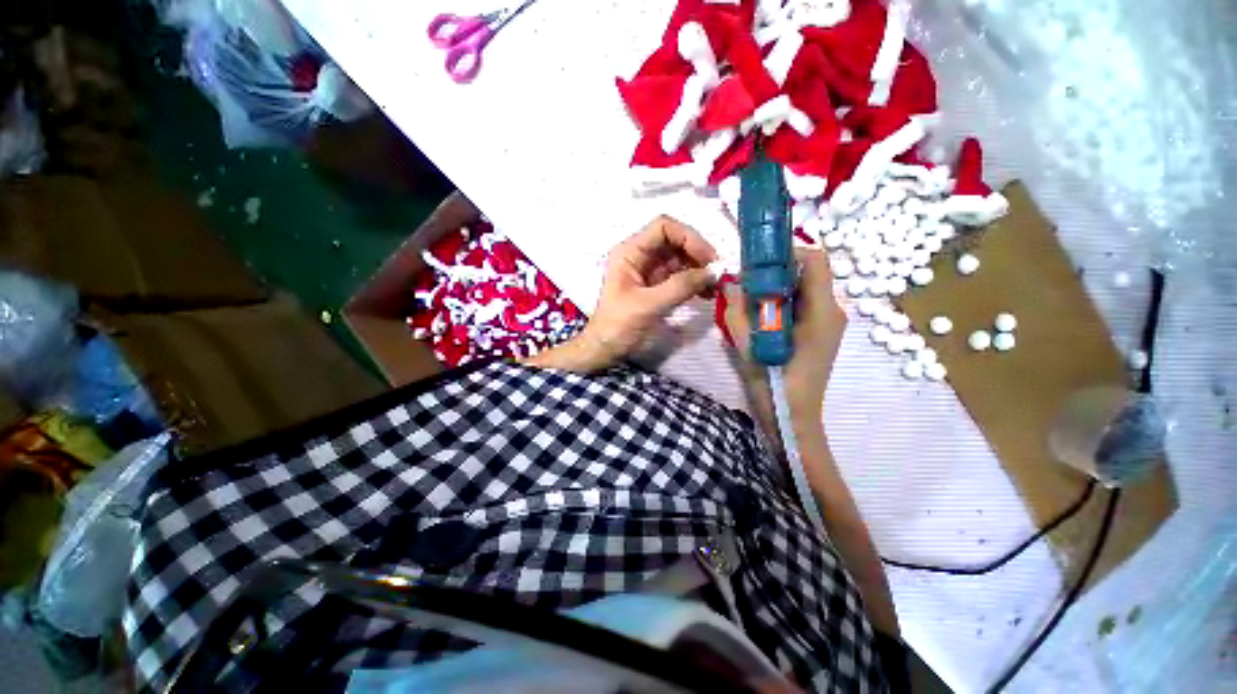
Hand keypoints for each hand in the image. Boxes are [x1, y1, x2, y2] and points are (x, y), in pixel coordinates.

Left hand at [526, 216, 717, 372]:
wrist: (605, 349)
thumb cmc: (619, 325)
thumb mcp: (649, 305)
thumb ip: (681, 286)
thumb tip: (715, 272)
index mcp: (630, 252)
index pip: (664, 227)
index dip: (688, 238)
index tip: (708, 259)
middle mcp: (640, 256)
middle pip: (676, 242)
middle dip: (698, 255)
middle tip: (718, 274)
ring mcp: (649, 272)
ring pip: (681, 260)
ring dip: (700, 270)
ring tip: (716, 287)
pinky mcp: (657, 288)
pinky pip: (681, 277)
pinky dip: (695, 283)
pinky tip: (707, 294)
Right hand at [724, 249, 845, 428]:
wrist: (793, 418)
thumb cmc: (774, 384)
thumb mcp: (748, 345)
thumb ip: (737, 310)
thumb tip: (731, 281)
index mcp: (822, 312)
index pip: (814, 261)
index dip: (786, 252)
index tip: (757, 262)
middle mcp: (833, 311)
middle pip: (808, 273)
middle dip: (776, 271)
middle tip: (747, 281)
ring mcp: (830, 322)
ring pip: (804, 288)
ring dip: (777, 287)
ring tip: (751, 300)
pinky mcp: (821, 332)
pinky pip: (803, 304)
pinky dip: (782, 301)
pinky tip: (762, 317)